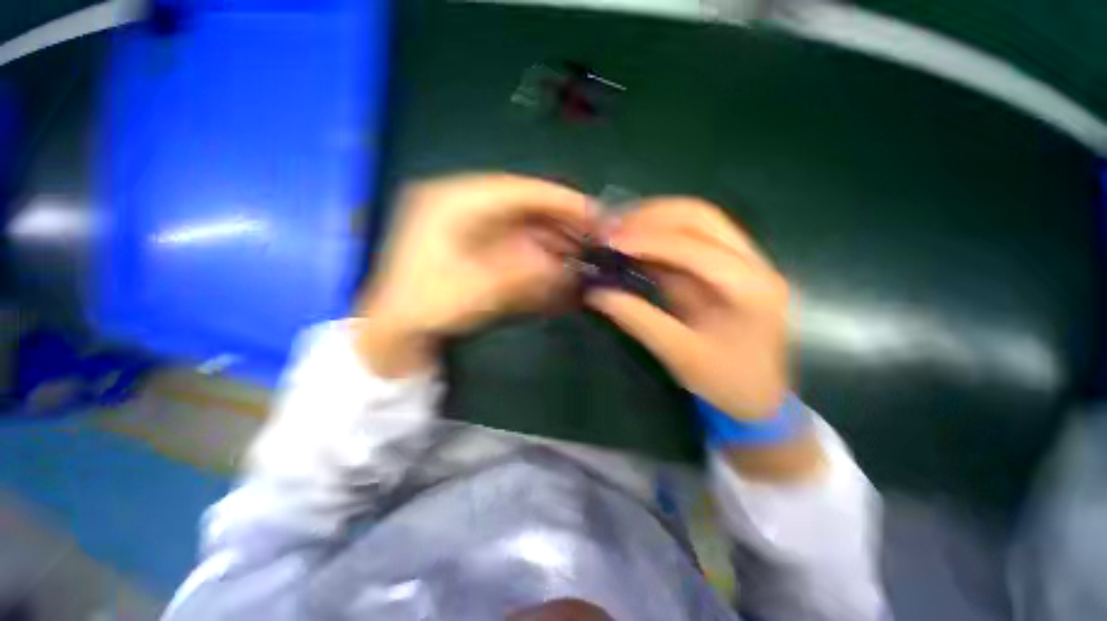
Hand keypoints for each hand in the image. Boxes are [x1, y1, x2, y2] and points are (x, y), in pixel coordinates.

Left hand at [356, 174, 590, 376]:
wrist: (396, 328)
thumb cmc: (427, 305)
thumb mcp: (478, 289)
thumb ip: (526, 273)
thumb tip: (568, 265)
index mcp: (454, 200)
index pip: (519, 189)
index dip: (560, 200)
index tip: (594, 212)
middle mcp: (464, 204)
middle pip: (524, 206)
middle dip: (561, 223)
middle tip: (594, 238)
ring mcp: (471, 224)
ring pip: (523, 224)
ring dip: (553, 240)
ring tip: (583, 255)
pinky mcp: (477, 244)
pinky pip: (516, 242)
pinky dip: (538, 253)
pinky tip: (558, 266)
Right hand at [587, 198, 789, 420]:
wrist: (760, 396)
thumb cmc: (727, 382)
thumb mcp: (680, 356)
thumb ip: (639, 320)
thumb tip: (597, 293)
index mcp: (750, 288)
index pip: (694, 249)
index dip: (649, 241)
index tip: (610, 242)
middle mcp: (753, 263)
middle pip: (702, 217)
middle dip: (652, 216)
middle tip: (613, 229)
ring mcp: (744, 260)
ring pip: (698, 219)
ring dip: (656, 219)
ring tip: (619, 229)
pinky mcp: (727, 265)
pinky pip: (692, 236)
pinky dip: (660, 234)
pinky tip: (636, 241)